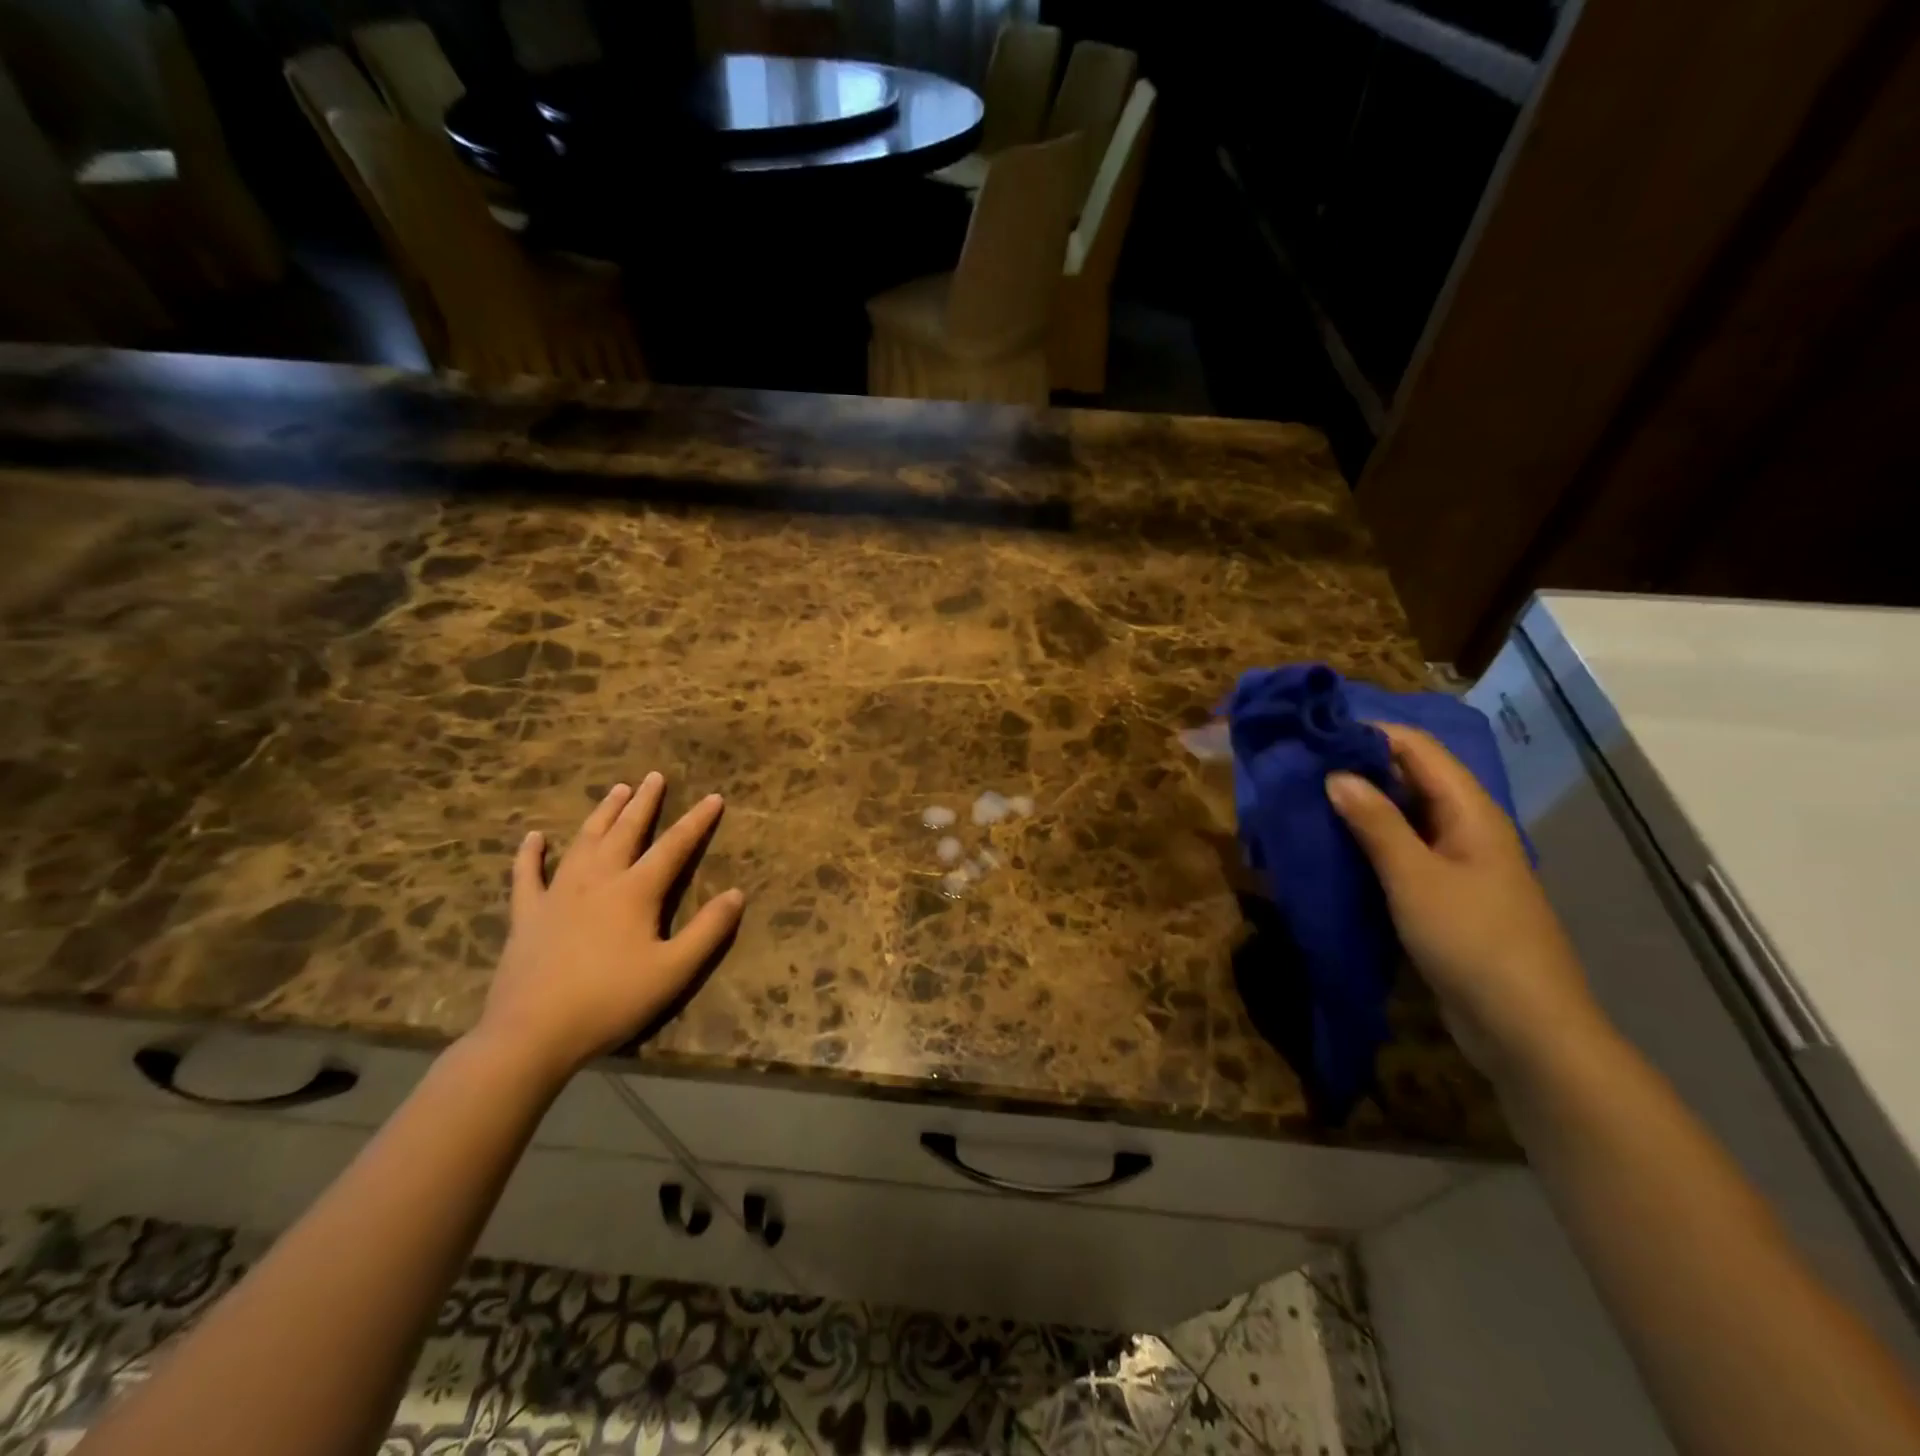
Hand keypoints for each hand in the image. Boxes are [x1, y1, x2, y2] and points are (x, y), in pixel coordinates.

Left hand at [471, 775, 744, 1084]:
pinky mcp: (527, 915)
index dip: (697, 821)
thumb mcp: (673, 971)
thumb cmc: (610, 1001)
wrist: (531, 1034)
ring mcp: (557, 894)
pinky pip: (527, 876)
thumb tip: (737, 894)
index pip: (674, 847)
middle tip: (654, 776)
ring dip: (602, 814)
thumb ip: (708, 931)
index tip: (714, 797)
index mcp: (635, 892)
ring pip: (584, 842)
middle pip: (625, 832)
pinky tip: (534, 837)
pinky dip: (531, 854)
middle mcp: (597, 881)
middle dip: (644, 803)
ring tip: (616, 790)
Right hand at [1326, 724, 1604, 1078]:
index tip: (1316, 732)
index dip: (1371, 734)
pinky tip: (1333, 846)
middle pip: (1412, 779)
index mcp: (1470, 812)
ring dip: (1361, 806)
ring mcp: (1457, 864)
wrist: (1524, 1028)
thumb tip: (1337, 774)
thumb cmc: (1472, 941)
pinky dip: (1368, 842)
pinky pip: (1402, 853)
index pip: (1418, 749)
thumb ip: (1375, 823)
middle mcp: (1466, 828)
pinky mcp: (1445, 896)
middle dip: (1360, 767)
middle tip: (1301, 765)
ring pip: (1404, 817)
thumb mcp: (1415, 877)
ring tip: (1307, 799)